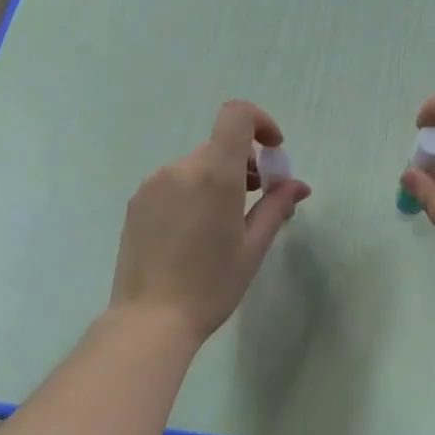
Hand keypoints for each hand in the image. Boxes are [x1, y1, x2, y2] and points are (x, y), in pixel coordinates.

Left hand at [109, 100, 310, 342]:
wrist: (150, 319)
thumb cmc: (212, 285)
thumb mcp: (253, 247)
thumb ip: (276, 206)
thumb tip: (297, 185)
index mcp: (215, 174)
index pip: (236, 115)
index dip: (260, 122)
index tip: (273, 151)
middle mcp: (180, 169)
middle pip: (219, 146)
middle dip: (245, 164)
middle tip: (258, 200)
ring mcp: (153, 184)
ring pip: (196, 166)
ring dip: (218, 179)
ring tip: (225, 222)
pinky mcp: (137, 202)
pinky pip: (173, 183)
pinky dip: (193, 192)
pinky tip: (195, 233)